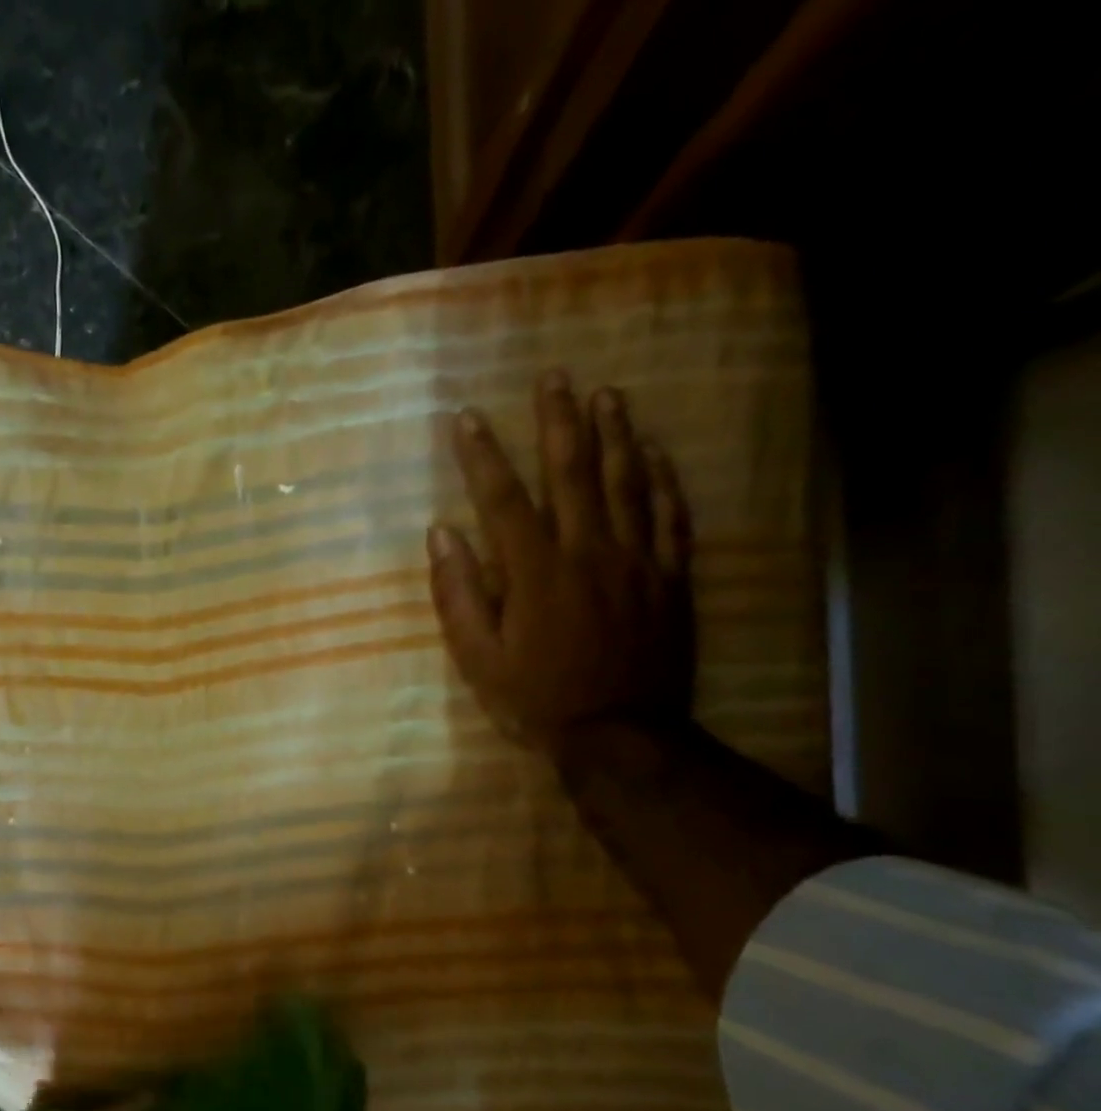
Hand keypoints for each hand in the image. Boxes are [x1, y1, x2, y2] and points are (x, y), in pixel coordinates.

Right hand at [427, 371, 693, 755]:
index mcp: (535, 571)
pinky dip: (662, 478)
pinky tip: (654, 451)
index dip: (482, 455)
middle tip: (553, 376)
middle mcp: (588, 551)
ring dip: (614, 433)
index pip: (503, 498)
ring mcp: (636, 560)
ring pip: (626, 482)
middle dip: (558, 421)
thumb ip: (457, 594)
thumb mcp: (477, 657)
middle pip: (572, 472)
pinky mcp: (670, 577)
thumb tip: (441, 535)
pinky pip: (669, 515)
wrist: (618, 734)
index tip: (467, 417)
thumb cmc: (535, 698)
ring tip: (605, 394)